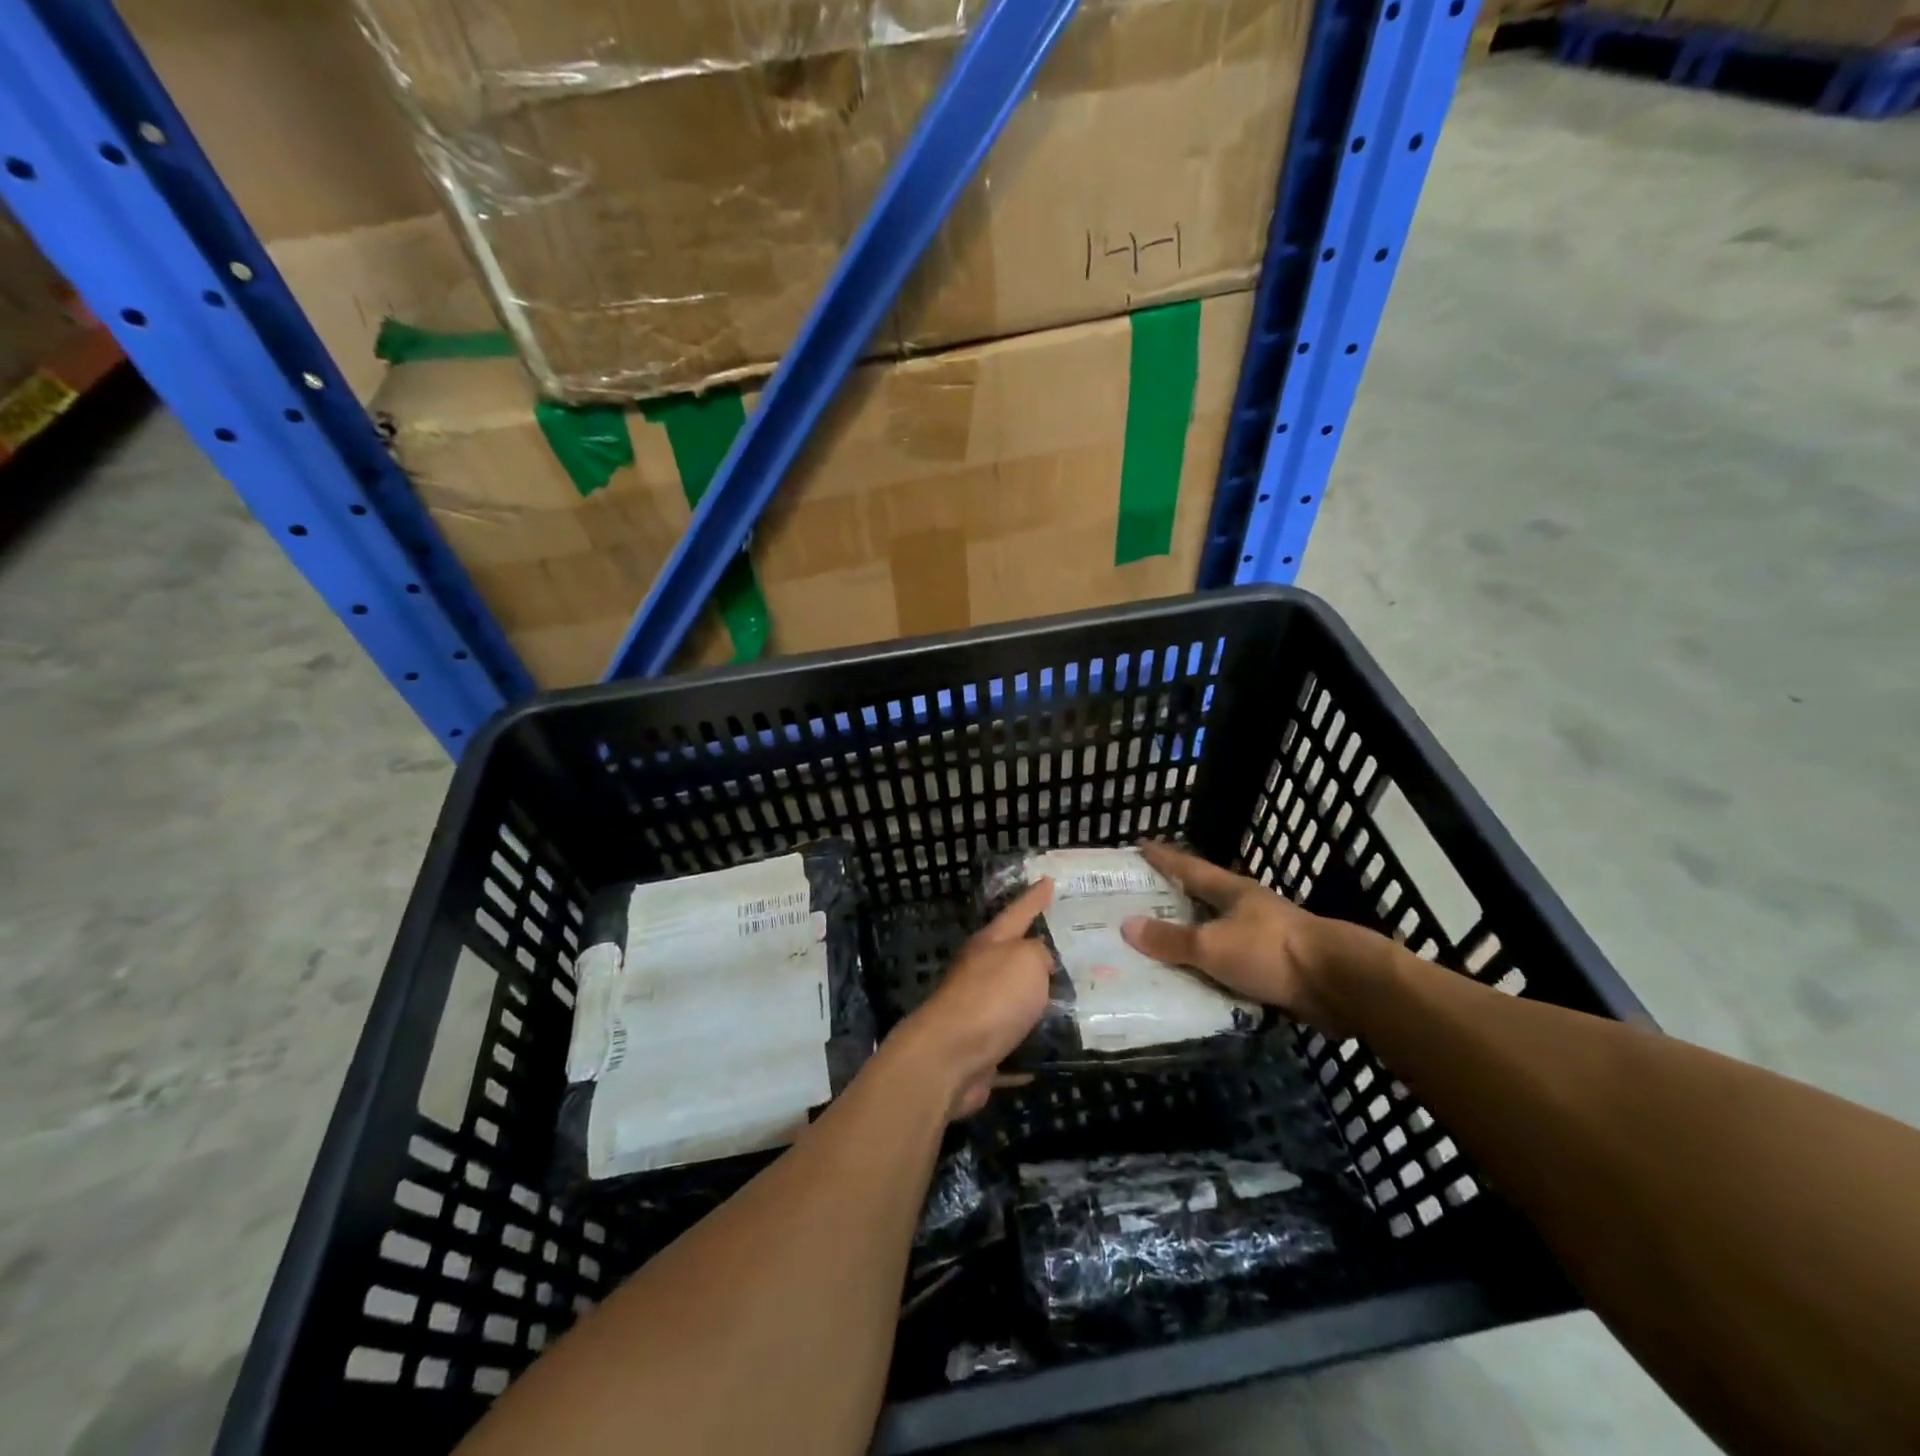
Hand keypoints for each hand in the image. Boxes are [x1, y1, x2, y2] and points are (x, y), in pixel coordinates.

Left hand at [890, 880, 1055, 1119]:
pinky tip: (1051, 1051)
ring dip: (1037, 1001)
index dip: (1034, 897)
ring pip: (1014, 1000)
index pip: (1018, 912)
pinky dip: (1030, 1046)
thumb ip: (1039, 954)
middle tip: (1069, 948)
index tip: (1047, 880)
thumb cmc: (992, 997)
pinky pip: (1014, 1042)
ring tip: (1072, 1000)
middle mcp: (980, 972)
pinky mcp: (981, 1049)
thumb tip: (1039, 964)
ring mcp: (978, 1011)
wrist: (950, 1056)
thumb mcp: (1026, 960)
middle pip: (1012, 956)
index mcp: (990, 944)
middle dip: (1037, 952)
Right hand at [1120, 842, 1341, 1029]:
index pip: (1189, 867)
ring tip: (1161, 946)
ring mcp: (1266, 939)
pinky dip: (1212, 971)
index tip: (1141, 845)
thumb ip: (1170, 940)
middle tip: (1141, 901)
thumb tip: (1125, 925)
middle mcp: (1249, 909)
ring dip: (1195, 939)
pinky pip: (1232, 967)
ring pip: (1219, 934)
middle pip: (1205, 898)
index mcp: (1233, 891)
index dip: (1164, 857)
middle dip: (1176, 899)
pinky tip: (1195, 982)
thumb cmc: (1270, 951)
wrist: (1339, 985)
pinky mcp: (1277, 969)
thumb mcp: (1211, 945)